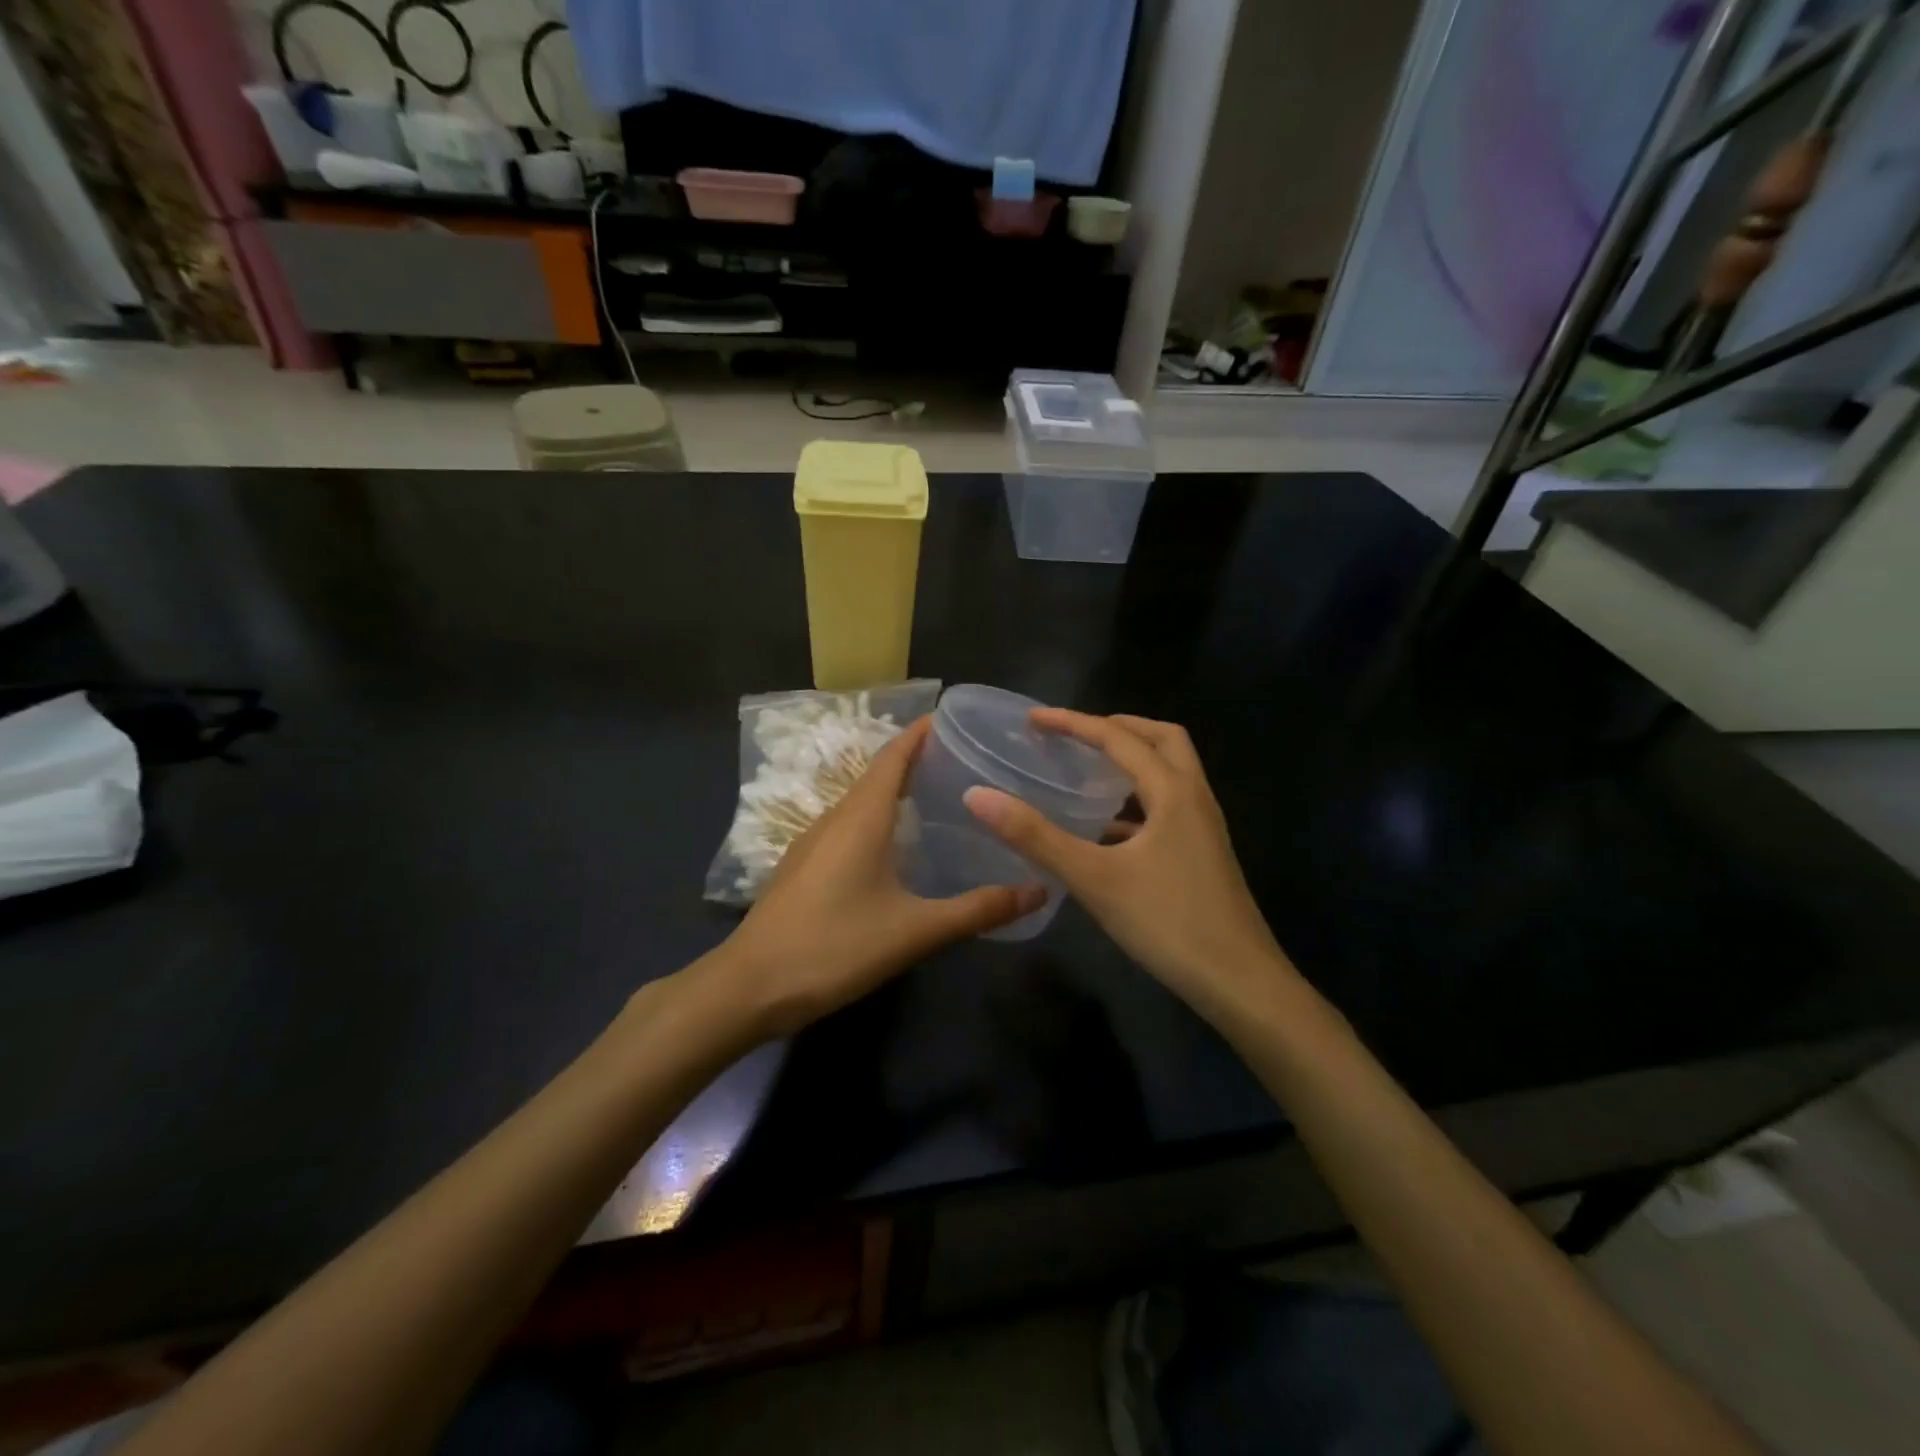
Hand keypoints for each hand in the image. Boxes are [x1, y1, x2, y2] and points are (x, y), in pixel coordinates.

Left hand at [706, 716, 1045, 1037]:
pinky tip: (893, 848)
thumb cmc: (834, 947)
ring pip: (859, 802)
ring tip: (934, 797)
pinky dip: (875, 819)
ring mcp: (811, 843)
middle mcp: (834, 818)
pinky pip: (845, 827)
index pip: (893, 756)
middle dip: (914, 760)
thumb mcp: (914, 931)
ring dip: (893, 791)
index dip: (920, 733)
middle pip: (876, 775)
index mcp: (861, 817)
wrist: (749, 987)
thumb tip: (1039, 890)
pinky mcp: (801, 868)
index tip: (951, 718)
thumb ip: (977, 910)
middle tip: (960, 761)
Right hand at [963, 710, 1293, 1021]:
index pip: (1118, 738)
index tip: (1033, 718)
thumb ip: (1035, 836)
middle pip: (1162, 740)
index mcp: (1173, 791)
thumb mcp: (1094, 878)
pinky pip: (1169, 807)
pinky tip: (1109, 830)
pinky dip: (1139, 800)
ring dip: (1133, 760)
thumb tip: (977, 795)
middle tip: (1075, 733)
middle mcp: (1194, 799)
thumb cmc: (1168, 922)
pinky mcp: (1203, 855)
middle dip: (1118, 727)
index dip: (1074, 723)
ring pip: (1170, 773)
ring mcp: (1204, 828)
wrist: (1240, 983)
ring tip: (1089, 769)